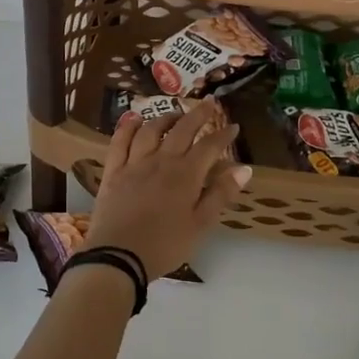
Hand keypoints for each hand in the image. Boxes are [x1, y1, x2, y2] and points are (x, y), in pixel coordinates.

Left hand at [84, 101, 249, 279]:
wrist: (119, 255)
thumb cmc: (165, 245)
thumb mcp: (200, 225)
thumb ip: (221, 194)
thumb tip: (244, 168)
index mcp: (186, 175)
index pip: (209, 147)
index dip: (223, 135)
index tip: (234, 126)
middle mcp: (161, 160)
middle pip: (182, 129)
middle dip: (198, 114)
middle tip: (208, 103)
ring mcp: (134, 163)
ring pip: (151, 130)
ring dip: (165, 117)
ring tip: (175, 114)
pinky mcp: (114, 170)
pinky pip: (120, 141)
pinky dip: (128, 127)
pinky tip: (135, 120)